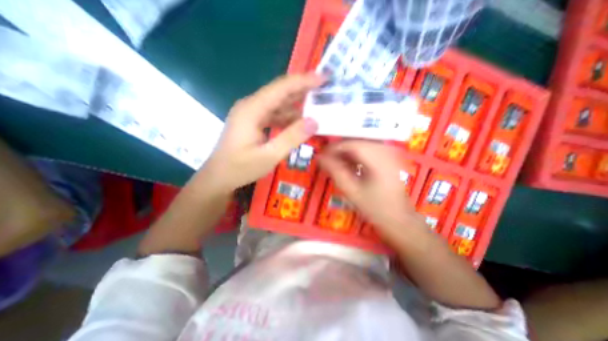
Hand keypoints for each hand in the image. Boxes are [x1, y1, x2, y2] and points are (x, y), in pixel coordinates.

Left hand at [202, 74, 321, 192]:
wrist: (219, 177)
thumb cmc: (240, 168)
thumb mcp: (269, 156)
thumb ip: (291, 138)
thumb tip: (314, 121)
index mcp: (252, 109)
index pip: (281, 88)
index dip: (303, 81)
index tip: (323, 79)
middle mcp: (251, 106)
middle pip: (280, 92)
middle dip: (303, 89)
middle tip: (324, 90)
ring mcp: (251, 113)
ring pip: (278, 103)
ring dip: (297, 104)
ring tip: (317, 106)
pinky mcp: (253, 121)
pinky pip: (274, 114)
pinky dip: (288, 117)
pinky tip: (300, 122)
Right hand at [320, 140, 423, 242]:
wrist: (398, 218)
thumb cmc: (375, 208)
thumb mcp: (352, 191)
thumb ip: (335, 172)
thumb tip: (319, 157)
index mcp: (378, 159)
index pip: (351, 144)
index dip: (333, 148)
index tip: (321, 156)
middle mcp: (385, 150)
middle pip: (355, 141)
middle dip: (339, 150)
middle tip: (327, 161)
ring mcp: (388, 152)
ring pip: (360, 144)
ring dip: (346, 153)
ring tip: (337, 164)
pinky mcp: (388, 156)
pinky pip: (367, 149)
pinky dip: (355, 155)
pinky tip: (350, 166)